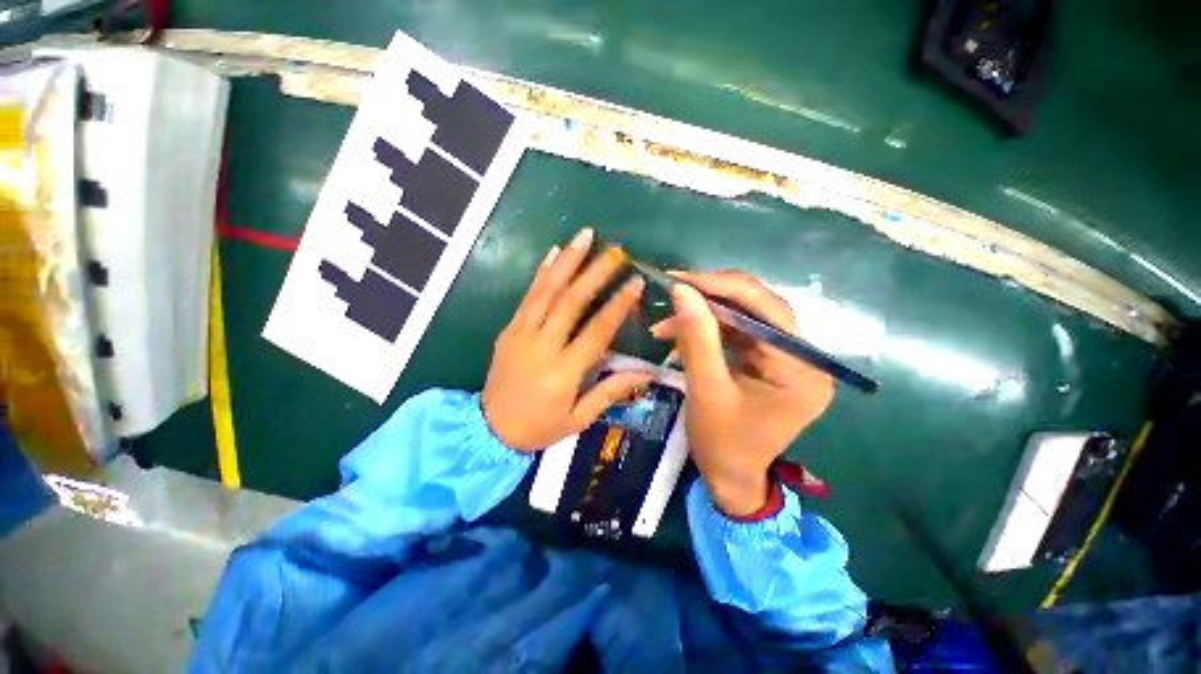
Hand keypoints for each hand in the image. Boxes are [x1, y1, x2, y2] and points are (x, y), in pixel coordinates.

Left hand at [482, 228, 651, 450]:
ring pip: (547, 290)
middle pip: (571, 301)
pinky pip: (527, 296)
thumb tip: (647, 373)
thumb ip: (610, 392)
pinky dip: (541, 272)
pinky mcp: (509, 329)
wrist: (488, 430)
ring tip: (585, 236)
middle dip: (595, 272)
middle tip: (615, 251)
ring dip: (567, 261)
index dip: (617, 305)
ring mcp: (521, 333)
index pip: (596, 331)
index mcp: (563, 371)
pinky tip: (553, 252)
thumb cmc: (539, 427)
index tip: (635, 282)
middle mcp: (542, 346)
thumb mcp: (578, 419)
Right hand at [650, 271, 833, 516]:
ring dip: (703, 316)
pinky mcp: (767, 361)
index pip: (767, 310)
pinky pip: (737, 334)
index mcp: (801, 369)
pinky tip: (679, 333)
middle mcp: (803, 358)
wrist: (729, 478)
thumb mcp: (706, 390)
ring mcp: (786, 359)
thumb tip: (681, 290)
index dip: (723, 288)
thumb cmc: (721, 444)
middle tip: (674, 291)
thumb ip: (696, 337)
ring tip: (666, 322)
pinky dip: (707, 330)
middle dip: (711, 299)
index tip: (681, 280)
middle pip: (758, 309)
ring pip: (743, 318)